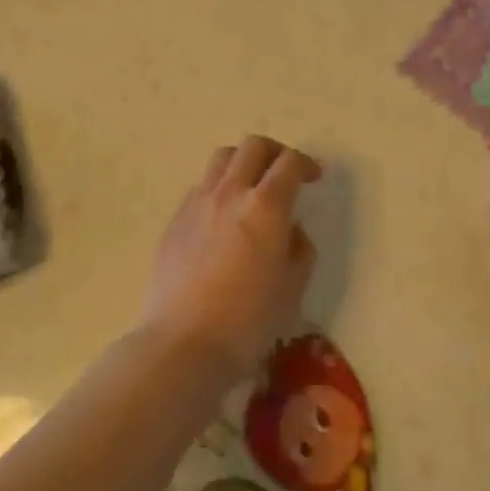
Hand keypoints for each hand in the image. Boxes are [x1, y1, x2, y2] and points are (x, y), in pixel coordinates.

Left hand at [140, 136, 318, 383]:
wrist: (183, 343)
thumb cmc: (247, 321)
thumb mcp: (292, 288)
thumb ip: (299, 250)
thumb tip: (292, 230)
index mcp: (266, 206)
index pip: (289, 162)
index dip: (305, 163)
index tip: (313, 177)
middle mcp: (231, 192)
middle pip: (253, 146)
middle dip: (274, 152)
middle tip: (284, 172)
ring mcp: (198, 202)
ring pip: (222, 158)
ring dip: (243, 162)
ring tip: (250, 185)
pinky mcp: (175, 219)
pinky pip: (201, 185)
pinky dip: (218, 186)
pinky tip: (222, 215)